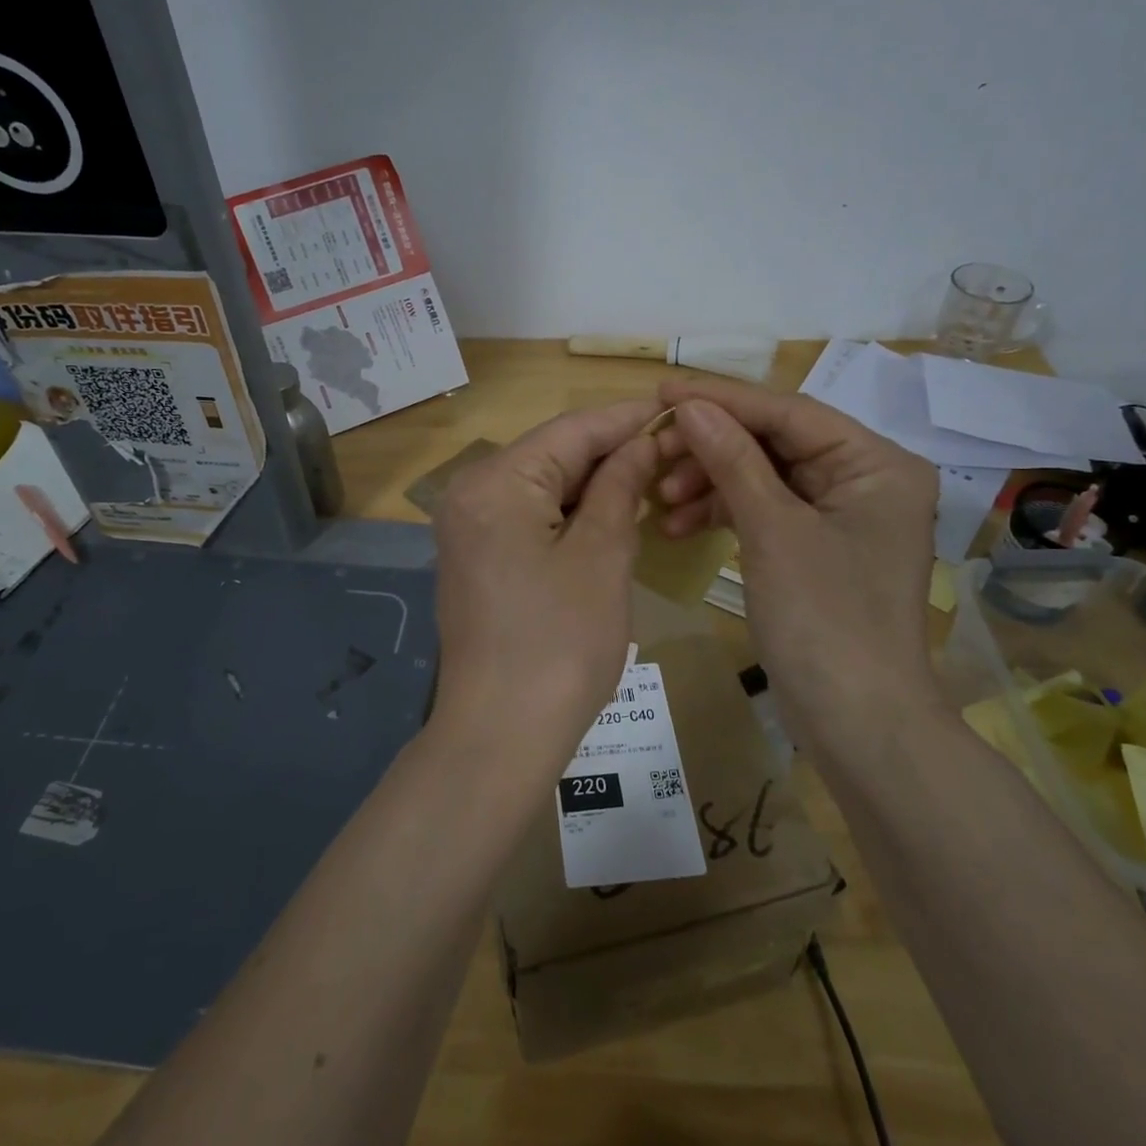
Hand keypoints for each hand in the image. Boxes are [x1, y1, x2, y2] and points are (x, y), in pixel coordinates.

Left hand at [431, 400, 660, 772]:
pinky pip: (528, 517)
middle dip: (611, 452)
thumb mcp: (602, 556)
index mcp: (495, 482)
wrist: (501, 735)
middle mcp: (471, 494)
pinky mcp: (476, 558)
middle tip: (673, 451)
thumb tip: (640, 443)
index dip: (626, 419)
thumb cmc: (560, 644)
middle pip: (552, 455)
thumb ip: (620, 487)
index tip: (677, 410)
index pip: (571, 430)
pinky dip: (569, 514)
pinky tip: (610, 517)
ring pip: (541, 486)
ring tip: (652, 481)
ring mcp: (468, 528)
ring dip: (593, 485)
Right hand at [651, 378, 940, 740]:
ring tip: (659, 502)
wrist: (858, 724)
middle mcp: (865, 480)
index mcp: (876, 464)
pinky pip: (765, 512)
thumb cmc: (825, 620)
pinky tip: (679, 527)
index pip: (789, 413)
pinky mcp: (817, 547)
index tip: (662, 390)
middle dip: (711, 451)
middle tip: (653, 454)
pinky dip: (724, 515)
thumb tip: (689, 405)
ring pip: (764, 478)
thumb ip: (732, 460)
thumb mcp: (773, 532)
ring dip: (711, 485)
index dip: (722, 401)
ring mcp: (841, 516)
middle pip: (775, 444)